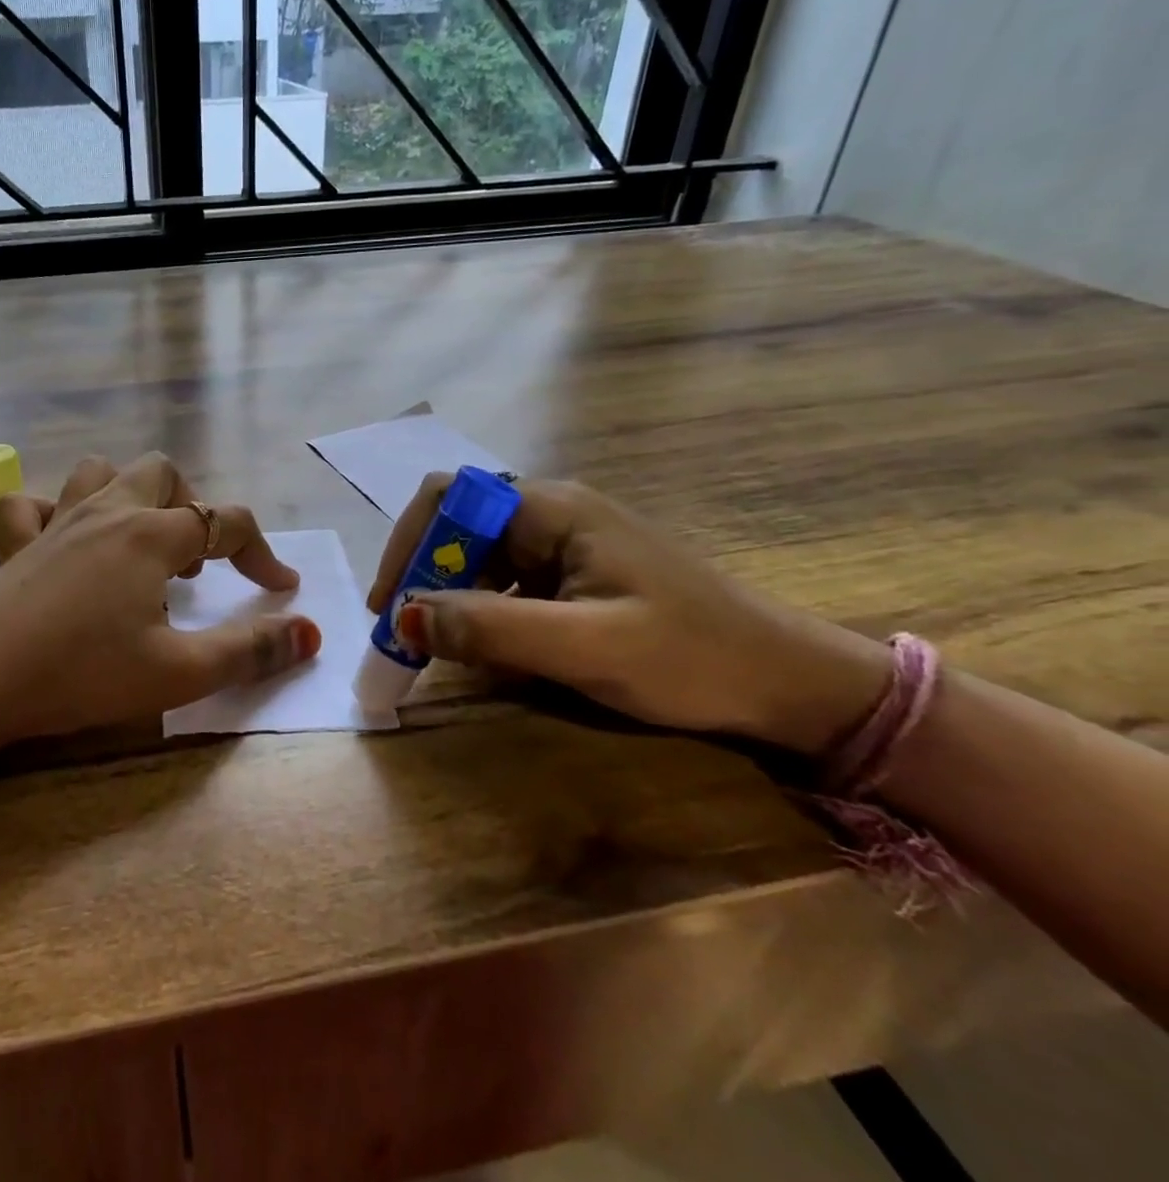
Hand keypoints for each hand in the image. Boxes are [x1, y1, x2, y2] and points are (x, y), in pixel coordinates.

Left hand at [0, 453, 319, 747]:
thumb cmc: (81, 673)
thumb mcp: (178, 672)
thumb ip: (250, 650)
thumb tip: (310, 632)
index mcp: (151, 535)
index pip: (225, 523)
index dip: (261, 553)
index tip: (280, 589)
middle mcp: (107, 512)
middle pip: (163, 474)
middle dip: (192, 506)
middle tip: (196, 560)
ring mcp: (56, 521)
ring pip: (100, 472)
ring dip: (129, 495)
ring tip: (139, 543)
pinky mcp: (15, 544)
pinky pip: (32, 504)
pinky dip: (54, 512)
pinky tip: (62, 544)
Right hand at [369, 476, 891, 754]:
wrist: (790, 684)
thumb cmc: (691, 657)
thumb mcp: (585, 646)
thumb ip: (490, 629)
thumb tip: (404, 615)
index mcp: (552, 509)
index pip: (449, 497)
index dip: (408, 543)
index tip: (391, 606)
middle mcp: (552, 513)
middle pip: (458, 525)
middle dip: (422, 575)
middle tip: (404, 637)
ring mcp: (566, 543)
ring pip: (479, 556)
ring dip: (448, 596)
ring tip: (435, 648)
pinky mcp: (577, 575)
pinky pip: (507, 582)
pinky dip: (480, 611)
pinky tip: (485, 648)